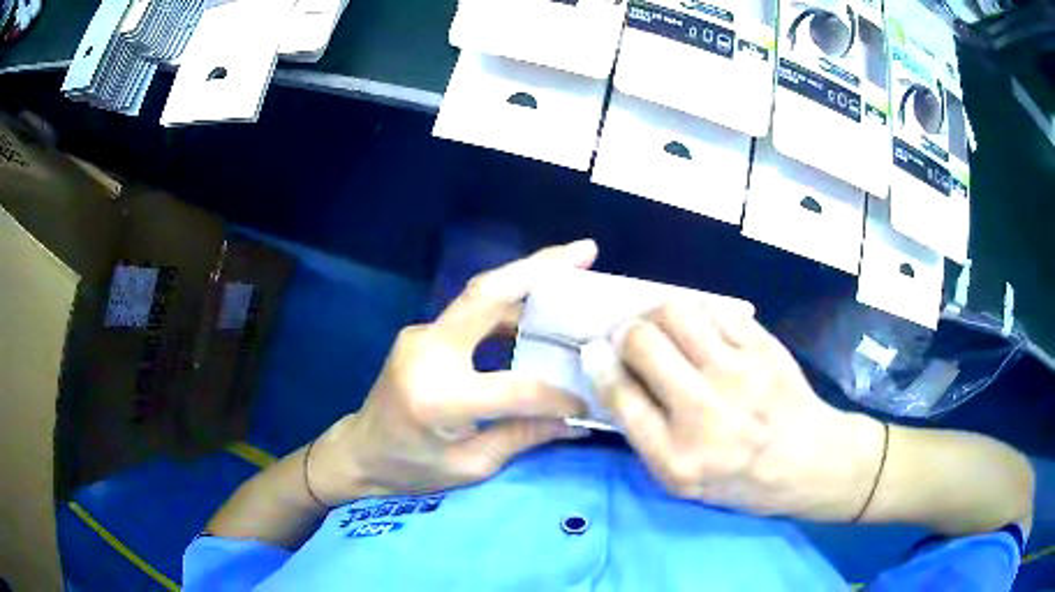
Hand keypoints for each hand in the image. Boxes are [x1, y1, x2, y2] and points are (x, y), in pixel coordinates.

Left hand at [306, 241, 597, 503]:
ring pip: (480, 294)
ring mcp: (421, 334)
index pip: (514, 387)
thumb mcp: (470, 465)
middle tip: (586, 250)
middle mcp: (427, 351)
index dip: (556, 395)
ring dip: (527, 278)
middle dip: (539, 268)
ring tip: (573, 269)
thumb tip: (577, 420)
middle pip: (486, 294)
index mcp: (438, 396)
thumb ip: (523, 436)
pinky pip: (471, 311)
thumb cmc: (411, 469)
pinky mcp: (423, 332)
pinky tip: (539, 306)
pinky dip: (509, 303)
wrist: (360, 451)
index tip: (587, 403)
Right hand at [586, 303, 884, 520]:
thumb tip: (610, 372)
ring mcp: (738, 373)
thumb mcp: (682, 480)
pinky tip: (701, 329)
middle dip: (623, 331)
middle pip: (641, 341)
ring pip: (676, 312)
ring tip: (662, 326)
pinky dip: (698, 313)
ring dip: (656, 313)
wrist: (808, 460)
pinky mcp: (763, 346)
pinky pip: (715, 308)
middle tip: (629, 337)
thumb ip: (643, 432)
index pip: (619, 396)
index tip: (595, 351)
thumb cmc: (740, 478)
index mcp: (677, 457)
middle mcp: (704, 411)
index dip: (598, 364)